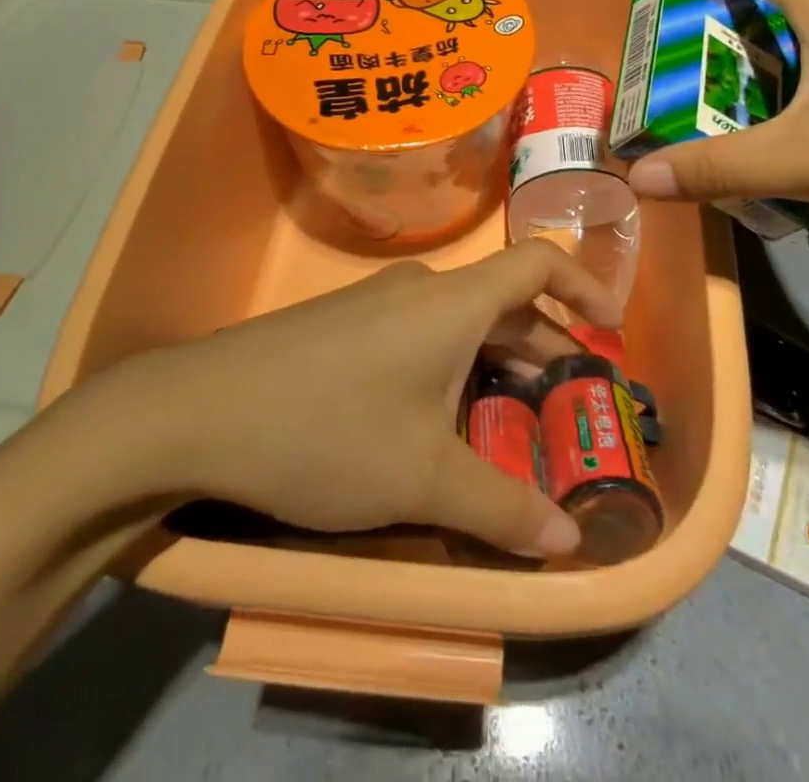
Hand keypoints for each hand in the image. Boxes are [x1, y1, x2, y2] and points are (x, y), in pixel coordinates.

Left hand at [73, 244, 619, 556]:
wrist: (198, 410)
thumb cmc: (328, 430)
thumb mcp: (422, 480)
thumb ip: (502, 509)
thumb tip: (569, 543)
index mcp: (454, 302)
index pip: (537, 265)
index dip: (583, 288)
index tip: (611, 329)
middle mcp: (421, 288)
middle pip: (501, 303)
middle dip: (542, 348)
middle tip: (567, 403)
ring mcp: (377, 303)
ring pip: (458, 323)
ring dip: (494, 362)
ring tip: (509, 418)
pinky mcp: (343, 325)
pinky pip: (419, 333)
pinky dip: (450, 365)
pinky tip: (435, 419)